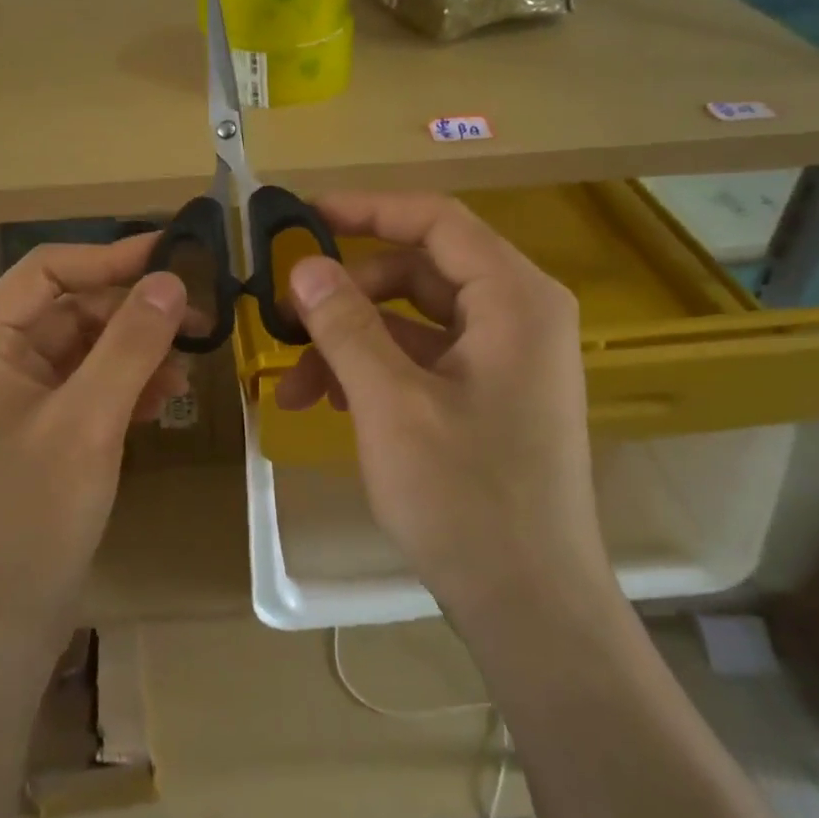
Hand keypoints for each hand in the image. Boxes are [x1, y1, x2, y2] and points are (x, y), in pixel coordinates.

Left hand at [0, 235, 187, 646]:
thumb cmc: (32, 514)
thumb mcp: (89, 420)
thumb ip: (131, 343)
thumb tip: (171, 279)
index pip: (49, 269)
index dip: (113, 257)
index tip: (176, 256)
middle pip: (71, 308)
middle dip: (133, 314)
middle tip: (199, 320)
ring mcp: (13, 395)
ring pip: (84, 349)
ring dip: (135, 352)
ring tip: (186, 369)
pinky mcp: (37, 429)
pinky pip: (85, 386)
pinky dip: (123, 386)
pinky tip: (162, 400)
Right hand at [276, 193, 609, 617]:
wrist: (531, 607)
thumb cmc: (466, 499)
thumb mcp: (391, 404)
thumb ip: (346, 325)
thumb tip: (304, 267)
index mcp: (515, 299)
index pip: (436, 221)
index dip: (367, 210)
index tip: (302, 217)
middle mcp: (518, 316)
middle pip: (418, 272)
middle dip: (347, 295)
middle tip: (287, 320)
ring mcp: (505, 358)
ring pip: (412, 321)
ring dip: (350, 343)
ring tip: (294, 388)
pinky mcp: (489, 395)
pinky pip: (422, 359)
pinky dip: (374, 371)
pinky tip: (328, 403)